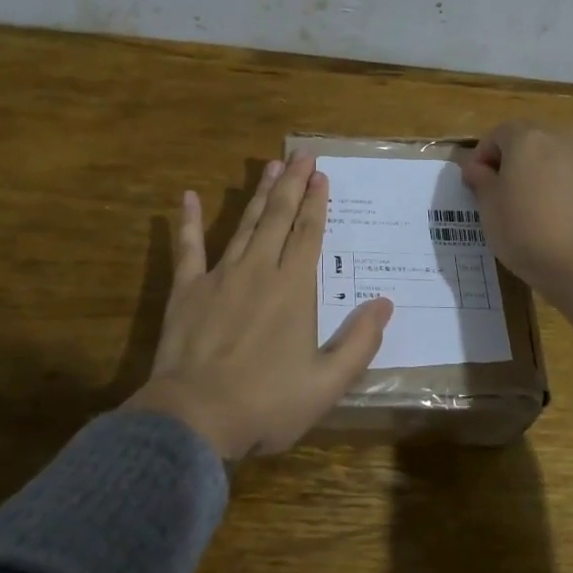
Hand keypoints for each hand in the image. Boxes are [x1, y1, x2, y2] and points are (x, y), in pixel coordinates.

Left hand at [128, 154, 392, 457]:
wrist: (196, 417)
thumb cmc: (266, 403)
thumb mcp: (327, 383)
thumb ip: (359, 342)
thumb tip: (385, 303)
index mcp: (293, 289)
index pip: (308, 234)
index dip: (317, 203)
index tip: (322, 176)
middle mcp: (258, 271)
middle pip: (278, 218)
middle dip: (292, 185)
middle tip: (302, 155)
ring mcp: (219, 277)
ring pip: (243, 225)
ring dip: (258, 195)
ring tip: (270, 167)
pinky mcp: (187, 291)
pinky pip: (188, 248)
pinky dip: (189, 221)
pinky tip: (189, 196)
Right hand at [461, 122, 572, 300]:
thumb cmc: (526, 230)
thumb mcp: (489, 207)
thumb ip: (480, 180)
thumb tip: (478, 168)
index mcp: (526, 137)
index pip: (496, 134)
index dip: (480, 157)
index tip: (474, 185)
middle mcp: (557, 138)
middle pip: (525, 139)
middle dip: (507, 160)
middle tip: (496, 192)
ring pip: (548, 156)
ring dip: (531, 171)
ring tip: (522, 204)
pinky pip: (566, 173)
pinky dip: (552, 185)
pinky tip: (547, 214)